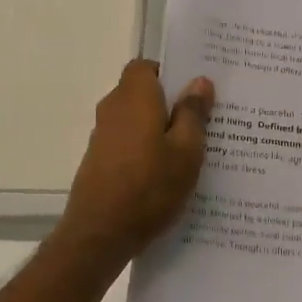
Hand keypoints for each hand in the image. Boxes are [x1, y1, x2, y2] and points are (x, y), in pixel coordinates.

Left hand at [56, 60, 213, 269]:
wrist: (99, 234)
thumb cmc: (149, 187)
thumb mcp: (186, 151)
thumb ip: (193, 113)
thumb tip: (199, 81)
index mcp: (135, 97)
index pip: (145, 66)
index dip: (169, 73)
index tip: (194, 90)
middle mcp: (113, 108)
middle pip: (142, 93)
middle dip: (169, 102)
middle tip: (203, 119)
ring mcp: (102, 136)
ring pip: (136, 119)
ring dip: (158, 128)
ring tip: (190, 149)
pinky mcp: (99, 160)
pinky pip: (127, 142)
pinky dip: (145, 148)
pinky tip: (166, 172)